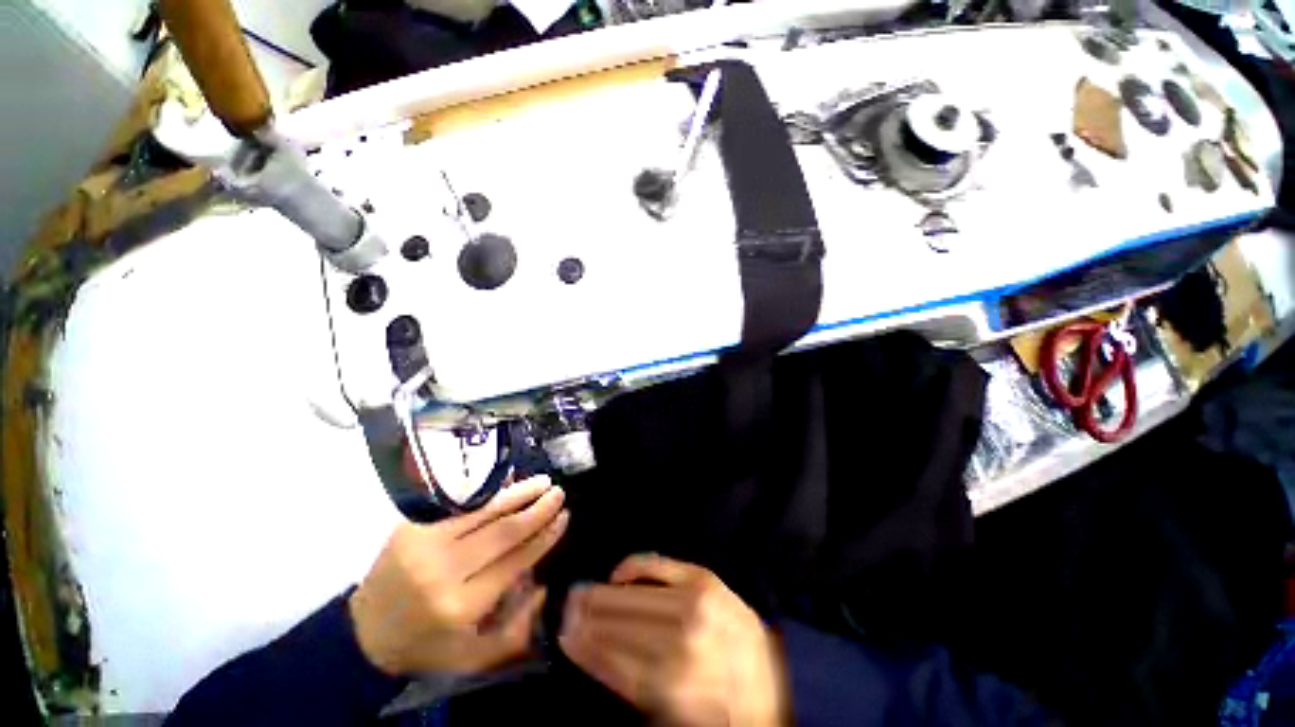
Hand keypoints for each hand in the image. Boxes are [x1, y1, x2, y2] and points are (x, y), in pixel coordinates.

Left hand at [349, 476, 568, 675]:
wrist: (364, 631)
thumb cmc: (427, 644)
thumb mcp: (473, 657)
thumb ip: (516, 630)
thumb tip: (543, 585)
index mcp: (461, 606)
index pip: (515, 561)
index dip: (544, 537)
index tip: (565, 517)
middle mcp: (443, 571)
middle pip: (502, 531)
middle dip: (537, 510)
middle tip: (559, 493)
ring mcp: (425, 543)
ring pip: (484, 511)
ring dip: (518, 493)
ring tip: (542, 481)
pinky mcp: (412, 526)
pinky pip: (460, 503)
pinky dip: (489, 491)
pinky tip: (508, 481)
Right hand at [559, 555, 787, 726]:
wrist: (770, 678)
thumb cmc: (719, 704)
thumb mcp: (675, 712)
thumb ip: (637, 686)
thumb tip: (597, 653)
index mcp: (677, 691)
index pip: (616, 664)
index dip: (587, 650)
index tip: (565, 639)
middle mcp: (685, 644)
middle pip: (623, 628)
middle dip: (589, 618)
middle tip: (566, 610)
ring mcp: (698, 605)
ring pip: (636, 599)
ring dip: (603, 596)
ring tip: (581, 594)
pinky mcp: (706, 580)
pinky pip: (660, 566)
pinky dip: (635, 566)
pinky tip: (618, 573)